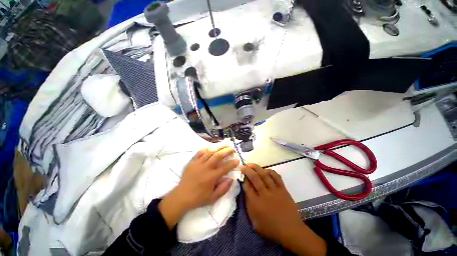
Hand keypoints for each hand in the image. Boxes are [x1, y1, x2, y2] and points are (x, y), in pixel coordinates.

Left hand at [159, 145, 238, 228]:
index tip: (237, 160)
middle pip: (218, 156)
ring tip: (224, 144)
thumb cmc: (198, 198)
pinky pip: (199, 152)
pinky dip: (206, 149)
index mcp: (212, 177)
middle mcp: (206, 168)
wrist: (181, 196)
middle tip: (232, 148)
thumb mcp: (213, 198)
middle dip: (227, 151)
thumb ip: (223, 189)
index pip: (225, 167)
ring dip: (218, 147)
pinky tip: (211, 147)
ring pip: (210, 152)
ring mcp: (198, 163)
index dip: (232, 163)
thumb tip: (231, 179)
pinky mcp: (192, 162)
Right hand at [241, 164, 326, 255]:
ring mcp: (274, 190)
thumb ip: (249, 207)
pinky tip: (265, 169)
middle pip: (254, 178)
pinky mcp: (283, 189)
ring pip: (264, 175)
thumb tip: (245, 192)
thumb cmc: (271, 228)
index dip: (243, 179)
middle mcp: (264, 194)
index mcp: (256, 204)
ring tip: (251, 164)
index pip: (247, 187)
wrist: (290, 230)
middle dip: (247, 170)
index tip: (241, 175)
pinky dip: (270, 171)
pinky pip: (276, 176)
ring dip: (257, 168)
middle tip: (243, 166)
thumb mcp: (255, 222)